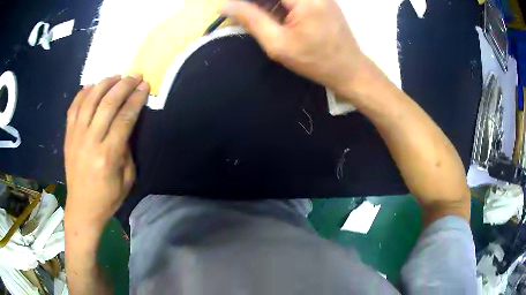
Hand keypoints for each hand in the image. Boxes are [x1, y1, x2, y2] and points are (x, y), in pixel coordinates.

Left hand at [64, 75, 149, 230]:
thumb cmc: (107, 198)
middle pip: (108, 104)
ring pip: (89, 100)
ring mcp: (76, 137)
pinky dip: (82, 93)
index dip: (136, 99)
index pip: (124, 118)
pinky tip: (92, 85)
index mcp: (108, 155)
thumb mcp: (127, 179)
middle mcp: (90, 141)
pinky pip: (73, 108)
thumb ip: (128, 150)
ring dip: (104, 84)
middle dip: (124, 86)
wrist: (82, 208)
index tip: (145, 86)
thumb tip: (126, 126)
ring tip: (115, 76)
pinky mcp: (68, 137)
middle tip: (134, 76)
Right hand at [221, 0, 367, 94]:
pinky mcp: (324, 0)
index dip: (247, 0)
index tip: (234, 6)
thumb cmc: (314, 61)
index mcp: (305, 0)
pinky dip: (281, 4)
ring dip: (269, 3)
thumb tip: (225, 5)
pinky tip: (276, 16)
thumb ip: (251, 20)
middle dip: (258, 2)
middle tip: (244, 12)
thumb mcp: (278, 44)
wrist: (350, 70)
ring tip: (259, 16)